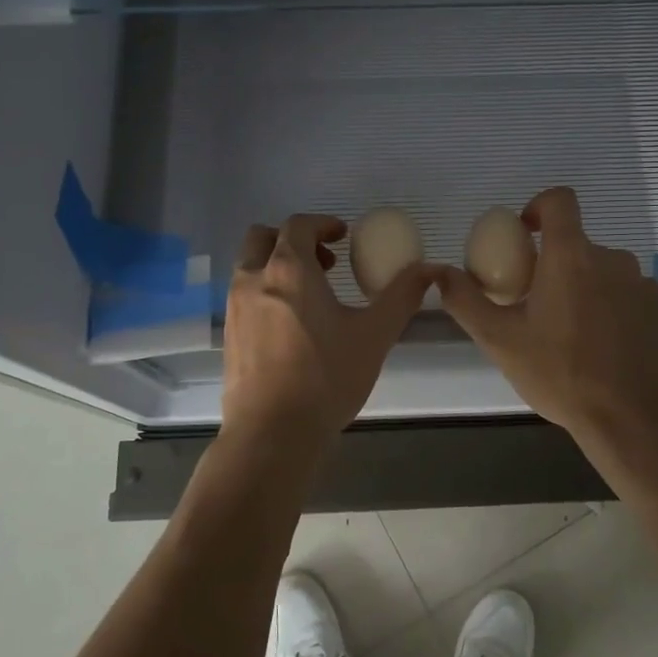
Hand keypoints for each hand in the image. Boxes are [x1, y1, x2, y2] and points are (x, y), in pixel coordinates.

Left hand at [221, 214, 432, 443]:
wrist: (272, 433)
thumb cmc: (326, 377)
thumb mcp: (374, 335)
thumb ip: (402, 296)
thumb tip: (429, 270)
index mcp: (288, 269)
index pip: (298, 225)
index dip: (322, 223)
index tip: (343, 236)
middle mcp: (253, 279)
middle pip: (263, 237)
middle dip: (293, 239)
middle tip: (324, 262)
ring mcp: (235, 307)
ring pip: (249, 266)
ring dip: (276, 265)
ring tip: (311, 295)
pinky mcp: (228, 335)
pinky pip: (244, 295)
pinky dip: (265, 292)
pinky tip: (291, 326)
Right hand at [435, 188, 657, 467]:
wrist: (633, 421)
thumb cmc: (560, 374)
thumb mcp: (499, 341)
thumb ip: (465, 300)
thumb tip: (439, 272)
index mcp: (571, 257)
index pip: (560, 201)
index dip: (539, 207)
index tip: (525, 235)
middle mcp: (614, 261)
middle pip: (580, 248)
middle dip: (559, 268)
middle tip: (542, 309)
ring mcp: (647, 287)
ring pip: (609, 277)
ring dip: (591, 293)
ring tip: (577, 337)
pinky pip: (636, 303)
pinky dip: (620, 316)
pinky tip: (610, 353)